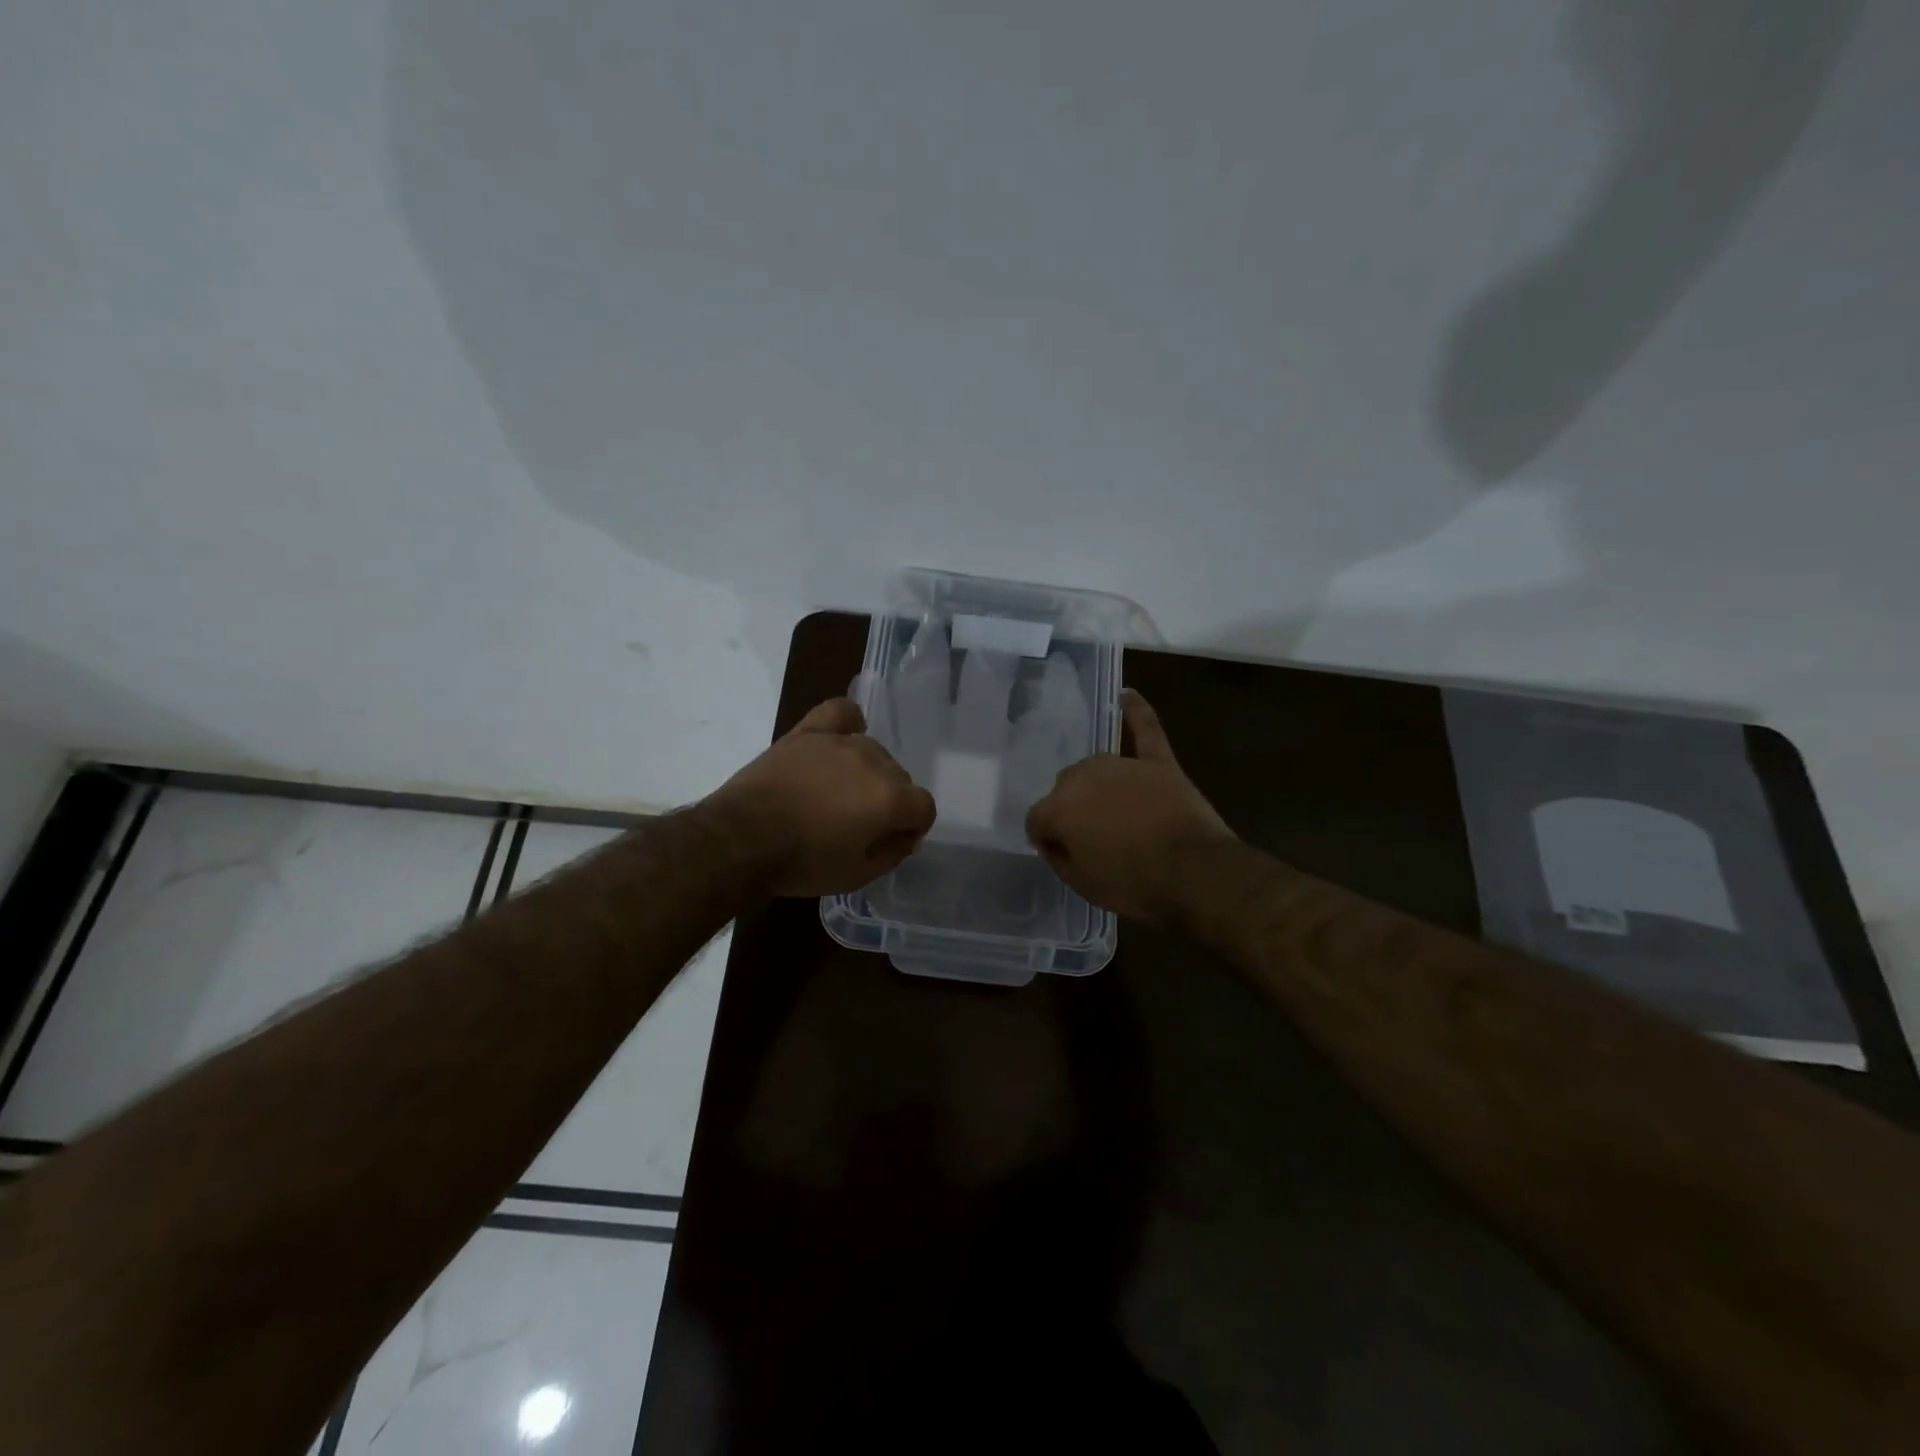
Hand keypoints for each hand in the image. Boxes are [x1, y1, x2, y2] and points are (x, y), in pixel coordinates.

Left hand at [705, 698, 936, 896]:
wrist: (741, 839)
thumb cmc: (803, 863)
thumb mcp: (858, 875)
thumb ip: (894, 852)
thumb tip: (906, 835)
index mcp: (891, 798)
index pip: (923, 807)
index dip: (911, 828)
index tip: (889, 841)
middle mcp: (875, 762)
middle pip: (900, 778)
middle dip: (888, 801)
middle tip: (857, 825)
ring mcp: (841, 742)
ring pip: (874, 751)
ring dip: (866, 773)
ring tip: (837, 795)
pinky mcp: (809, 732)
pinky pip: (841, 713)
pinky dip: (848, 724)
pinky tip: (841, 739)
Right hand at [1024, 689, 1235, 923]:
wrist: (1194, 874)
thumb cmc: (1133, 884)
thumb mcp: (1082, 885)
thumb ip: (1058, 857)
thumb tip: (1051, 840)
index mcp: (1059, 808)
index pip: (1038, 819)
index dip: (1048, 838)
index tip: (1064, 852)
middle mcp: (1083, 777)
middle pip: (1065, 789)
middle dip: (1073, 810)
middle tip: (1094, 838)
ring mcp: (1122, 765)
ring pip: (1095, 767)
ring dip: (1096, 785)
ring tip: (1111, 809)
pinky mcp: (1158, 762)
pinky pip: (1146, 729)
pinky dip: (1137, 711)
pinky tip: (1127, 695)